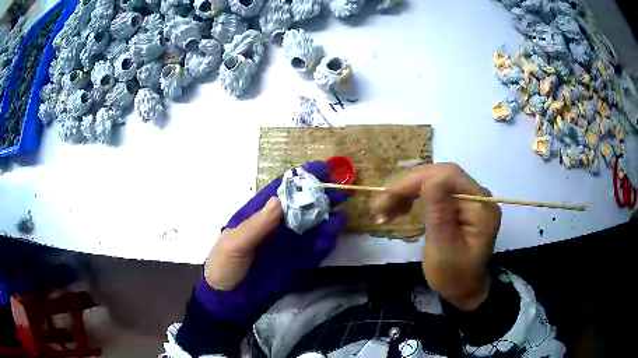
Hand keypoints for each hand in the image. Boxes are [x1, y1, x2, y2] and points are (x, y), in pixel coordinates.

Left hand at [196, 161, 347, 323]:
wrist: (229, 300)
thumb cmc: (225, 266)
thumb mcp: (235, 243)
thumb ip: (257, 225)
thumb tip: (279, 199)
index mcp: (258, 215)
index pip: (281, 190)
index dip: (301, 178)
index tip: (322, 169)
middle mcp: (276, 226)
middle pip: (301, 206)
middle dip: (320, 195)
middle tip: (340, 189)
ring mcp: (287, 244)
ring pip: (312, 226)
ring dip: (327, 217)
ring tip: (342, 211)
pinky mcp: (296, 262)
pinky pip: (315, 249)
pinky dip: (326, 241)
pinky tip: (335, 234)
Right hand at [372, 163, 500, 310]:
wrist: (463, 291)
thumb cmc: (454, 276)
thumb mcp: (444, 248)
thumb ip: (439, 213)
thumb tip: (430, 178)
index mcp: (481, 207)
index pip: (450, 176)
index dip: (419, 180)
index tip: (391, 197)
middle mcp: (478, 197)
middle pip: (441, 176)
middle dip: (409, 187)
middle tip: (382, 205)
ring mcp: (469, 200)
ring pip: (435, 182)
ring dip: (408, 193)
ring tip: (385, 210)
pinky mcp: (458, 206)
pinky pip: (435, 193)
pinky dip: (414, 199)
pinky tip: (399, 209)